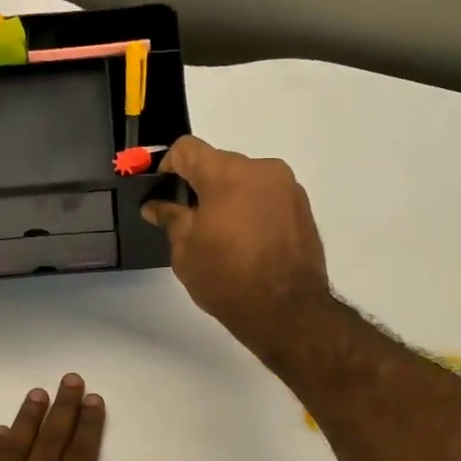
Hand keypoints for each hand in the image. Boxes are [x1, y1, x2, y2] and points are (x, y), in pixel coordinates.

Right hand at [142, 136, 331, 364]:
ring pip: (246, 180)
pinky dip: (252, 209)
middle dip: (201, 185)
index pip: (187, 149)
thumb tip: (157, 205)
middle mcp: (261, 169)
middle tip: (190, 220)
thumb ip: (171, 218)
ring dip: (229, 197)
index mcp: (227, 174)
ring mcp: (287, 187)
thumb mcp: (186, 251)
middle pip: (219, 163)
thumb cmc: (227, 279)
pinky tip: (247, 242)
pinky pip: (267, 197)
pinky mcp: (303, 207)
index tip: (163, 193)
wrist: (287, 311)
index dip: (168, 167)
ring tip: (222, 235)